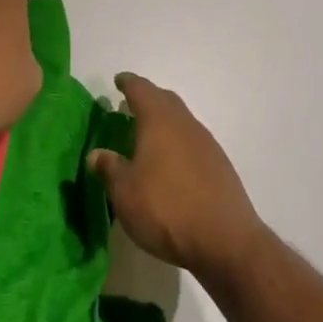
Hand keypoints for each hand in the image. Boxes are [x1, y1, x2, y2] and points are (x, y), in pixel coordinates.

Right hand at [88, 74, 265, 279]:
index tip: (118, 81)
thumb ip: (110, 168)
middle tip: (129, 107)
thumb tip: (97, 153)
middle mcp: (185, 124)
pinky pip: (193, 142)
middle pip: (165, 100)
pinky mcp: (220, 166)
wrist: (225, 240)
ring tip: (147, 138)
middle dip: (147, 99)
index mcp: (159, 120)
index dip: (128, 83)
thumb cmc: (166, 209)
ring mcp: (207, 144)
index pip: (141, 89)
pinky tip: (171, 165)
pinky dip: (178, 143)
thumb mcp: (125, 193)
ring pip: (181, 121)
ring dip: (164, 122)